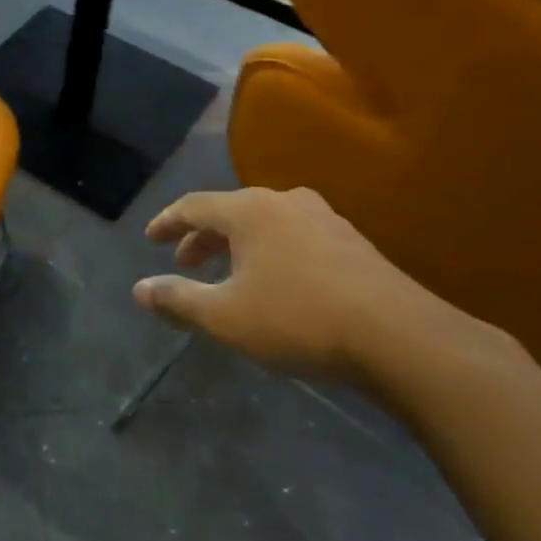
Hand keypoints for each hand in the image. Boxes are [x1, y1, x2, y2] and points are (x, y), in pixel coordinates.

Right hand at [133, 187, 492, 386]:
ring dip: (238, 246)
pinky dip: (270, 252)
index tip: (151, 238)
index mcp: (250, 210)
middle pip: (230, 211)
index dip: (168, 222)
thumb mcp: (226, 317)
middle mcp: (286, 202)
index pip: (194, 206)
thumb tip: (139, 290)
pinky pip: (294, 236)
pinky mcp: (352, 242)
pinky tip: (277, 282)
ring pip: (265, 224)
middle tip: (185, 263)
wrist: (401, 338)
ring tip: (228, 274)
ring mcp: (325, 219)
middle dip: (202, 238)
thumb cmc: (299, 319)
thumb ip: (178, 300)